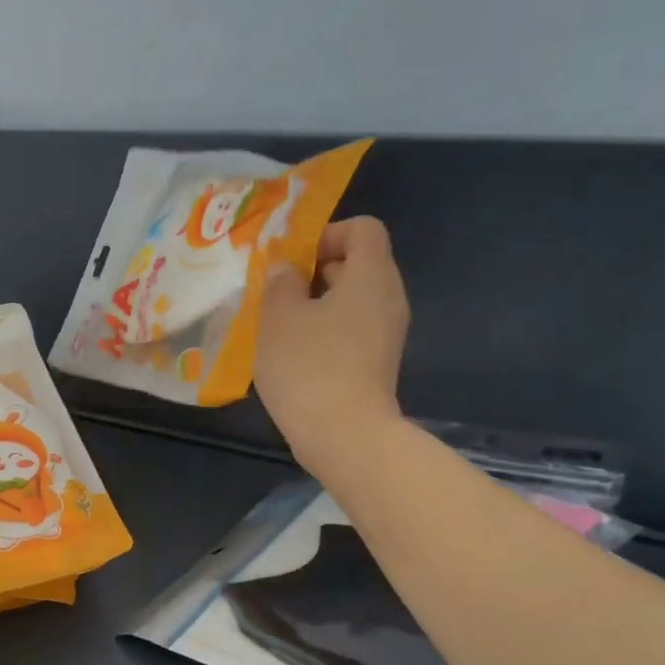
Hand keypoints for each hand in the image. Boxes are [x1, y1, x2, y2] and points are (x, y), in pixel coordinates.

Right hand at [255, 216, 410, 468]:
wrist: (344, 436)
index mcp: (371, 276)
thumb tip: (285, 269)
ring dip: (315, 302)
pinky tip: (294, 352)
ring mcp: (386, 333)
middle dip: (315, 270)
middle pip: (358, 262)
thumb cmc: (309, 366)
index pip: (362, 228)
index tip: (292, 262)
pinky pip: (352, 327)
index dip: (325, 234)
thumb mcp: (279, 317)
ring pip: (352, 298)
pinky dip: (325, 329)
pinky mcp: (376, 362)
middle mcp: (387, 298)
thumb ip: (279, 282)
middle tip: (277, 292)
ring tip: (279, 324)